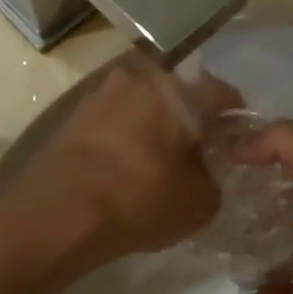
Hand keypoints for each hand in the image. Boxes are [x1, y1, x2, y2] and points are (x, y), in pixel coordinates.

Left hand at [0, 57, 240, 278]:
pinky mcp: (74, 115)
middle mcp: (139, 78)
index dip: (235, 119)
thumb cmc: (140, 200)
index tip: (236, 143)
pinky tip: (126, 168)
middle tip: (197, 155)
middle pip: (179, 95)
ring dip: (155, 127)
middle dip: (191, 121)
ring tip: (157, 164)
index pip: (222, 93)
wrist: (57, 215)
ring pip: (144, 106)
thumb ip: (214, 177)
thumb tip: (203, 167)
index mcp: (177, 90)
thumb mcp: (201, 202)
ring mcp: (101, 93)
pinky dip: (126, 137)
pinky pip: (115, 120)